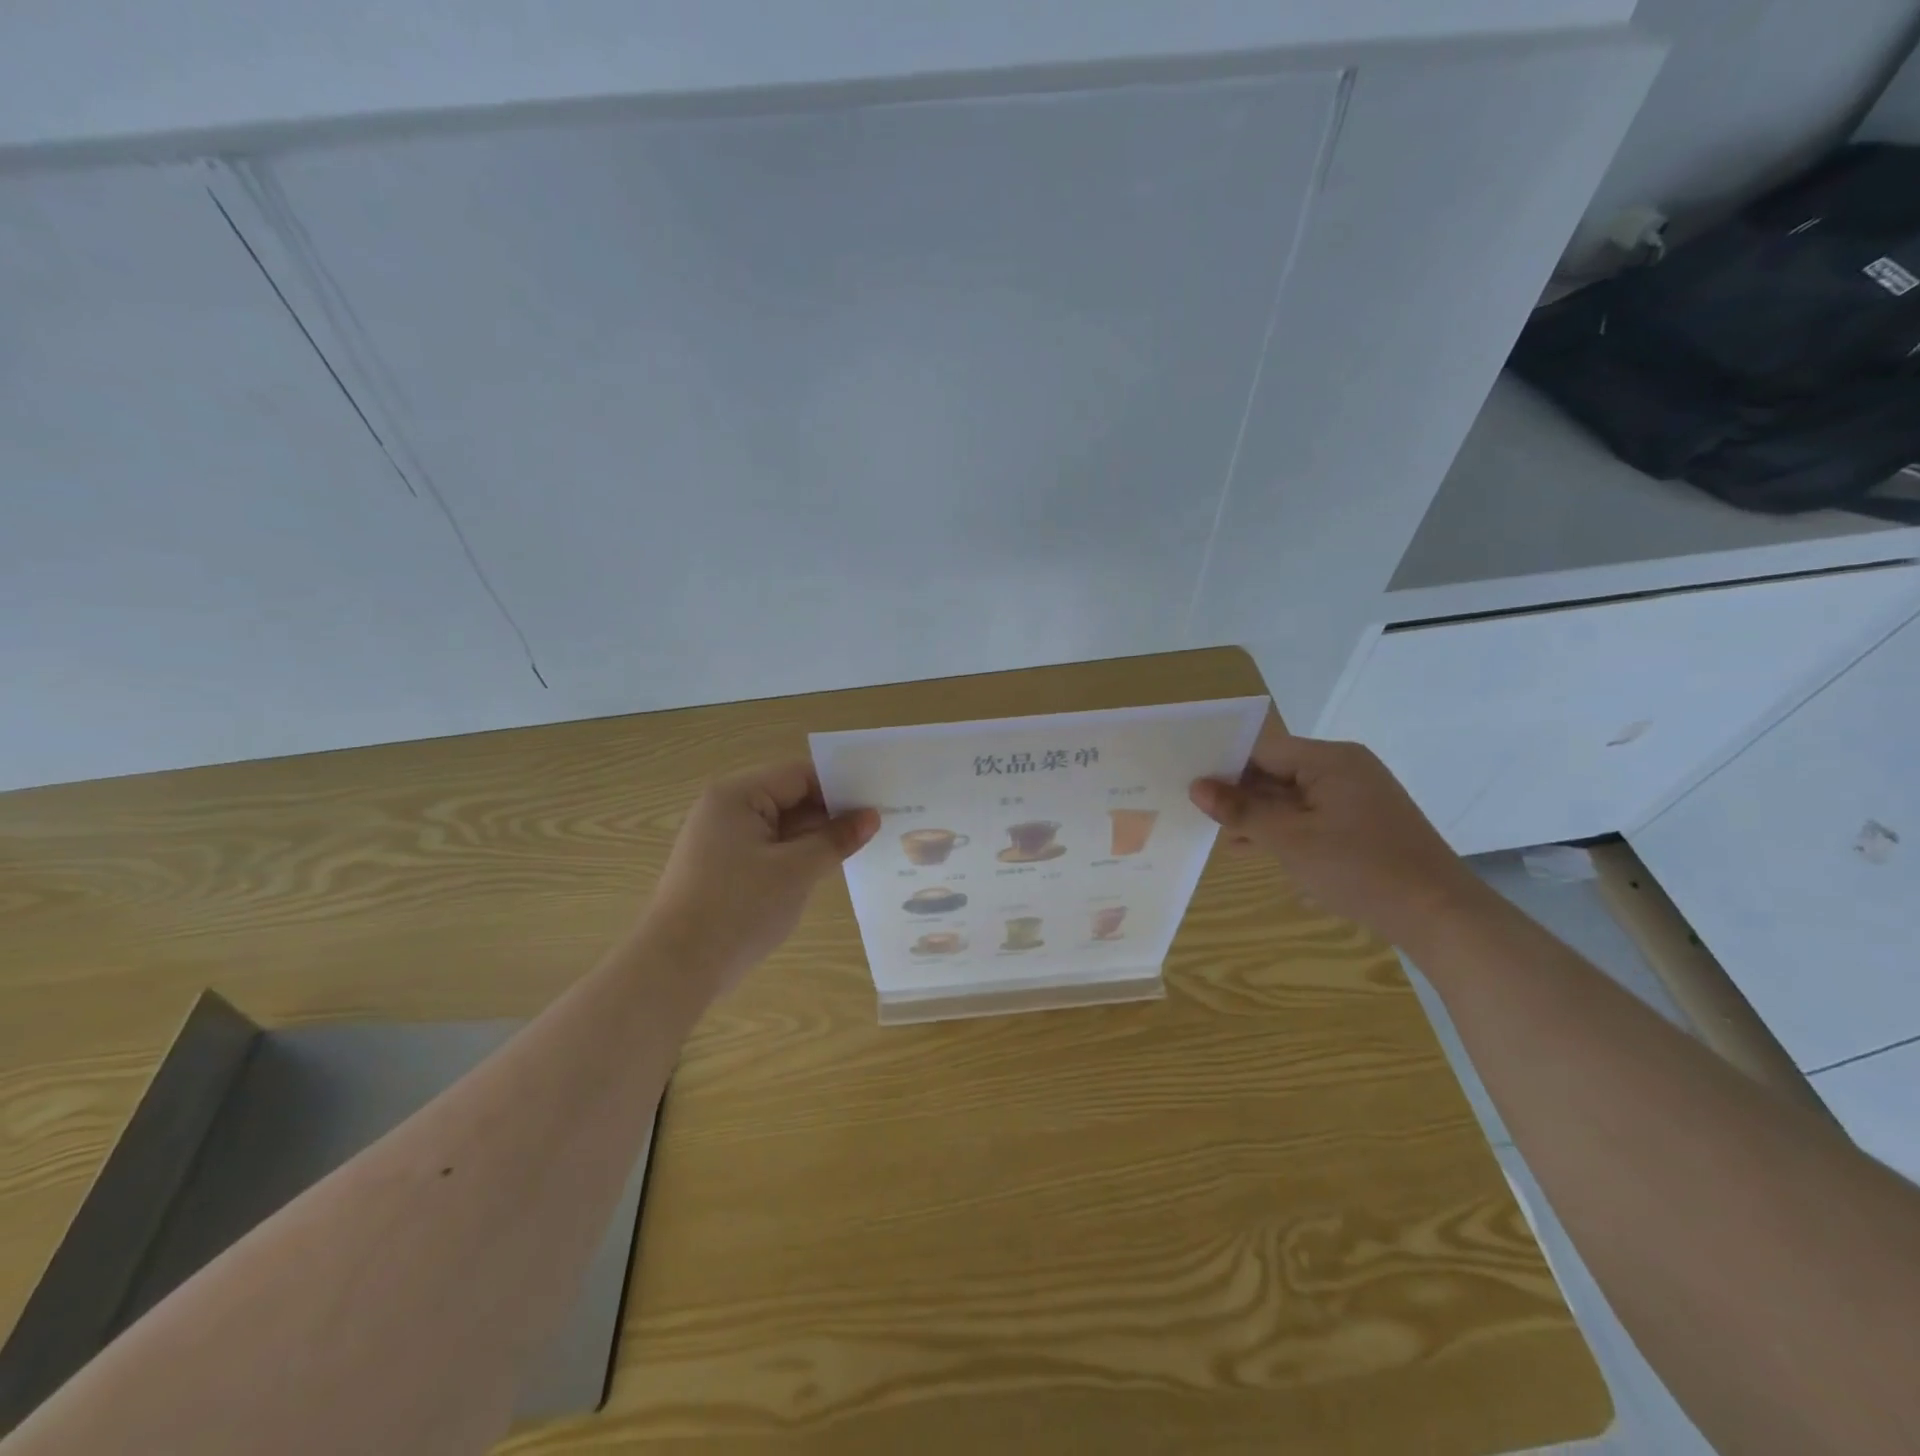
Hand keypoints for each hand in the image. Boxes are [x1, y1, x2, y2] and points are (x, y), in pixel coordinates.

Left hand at [642, 761, 878, 997]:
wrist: (675, 969)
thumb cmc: (738, 909)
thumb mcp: (797, 871)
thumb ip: (836, 839)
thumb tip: (871, 816)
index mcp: (737, 795)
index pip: (800, 775)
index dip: (840, 787)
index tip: (878, 802)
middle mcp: (725, 808)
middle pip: (790, 797)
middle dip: (831, 813)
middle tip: (878, 825)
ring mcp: (721, 839)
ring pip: (781, 826)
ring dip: (815, 837)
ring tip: (860, 847)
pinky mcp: (722, 867)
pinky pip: (769, 848)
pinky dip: (796, 855)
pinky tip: (826, 868)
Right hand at [1189, 716, 1486, 946]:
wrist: (1438, 914)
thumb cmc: (1359, 869)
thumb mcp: (1290, 840)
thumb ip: (1241, 810)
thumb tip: (1197, 787)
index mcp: (1330, 759)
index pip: (1263, 750)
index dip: (1226, 767)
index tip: (1192, 788)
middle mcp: (1345, 767)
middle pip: (1277, 770)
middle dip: (1241, 795)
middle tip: (1204, 818)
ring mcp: (1357, 794)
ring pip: (1292, 794)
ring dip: (1260, 815)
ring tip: (1227, 839)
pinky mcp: (1363, 820)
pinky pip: (1312, 813)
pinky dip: (1286, 827)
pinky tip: (1259, 848)